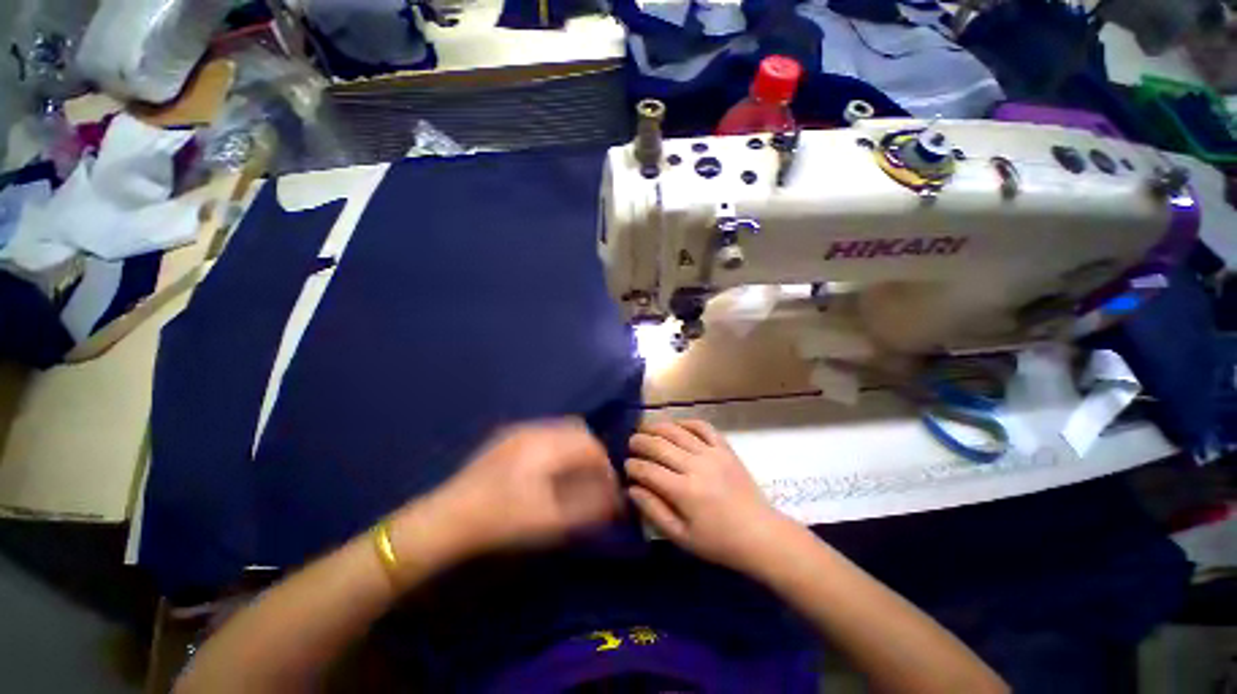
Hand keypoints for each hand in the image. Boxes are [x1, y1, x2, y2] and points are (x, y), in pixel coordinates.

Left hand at [411, 419, 622, 561]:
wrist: (446, 519)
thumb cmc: (502, 520)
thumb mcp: (552, 520)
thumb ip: (590, 506)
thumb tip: (615, 498)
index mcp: (548, 444)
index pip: (591, 445)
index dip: (605, 466)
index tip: (608, 489)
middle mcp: (535, 429)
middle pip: (579, 431)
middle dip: (591, 454)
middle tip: (592, 481)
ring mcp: (517, 431)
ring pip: (560, 431)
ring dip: (573, 450)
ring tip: (571, 477)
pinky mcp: (505, 439)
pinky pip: (543, 435)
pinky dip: (556, 448)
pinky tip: (546, 472)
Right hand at [625, 420, 791, 571]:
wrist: (760, 534)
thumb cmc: (718, 541)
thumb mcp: (681, 537)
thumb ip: (654, 511)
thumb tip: (632, 489)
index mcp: (684, 491)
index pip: (649, 470)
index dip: (633, 466)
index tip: (626, 466)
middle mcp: (696, 466)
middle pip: (659, 445)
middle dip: (640, 442)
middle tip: (630, 443)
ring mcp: (712, 453)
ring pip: (678, 431)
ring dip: (657, 427)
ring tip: (645, 428)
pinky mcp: (725, 448)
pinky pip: (703, 427)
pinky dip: (687, 422)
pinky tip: (676, 425)